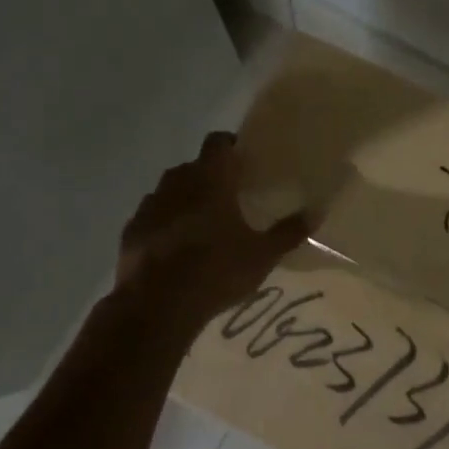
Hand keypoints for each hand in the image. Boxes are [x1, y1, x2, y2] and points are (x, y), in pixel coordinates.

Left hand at [115, 132, 308, 335]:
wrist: (154, 306)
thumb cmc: (215, 271)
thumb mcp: (261, 256)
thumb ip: (288, 232)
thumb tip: (316, 211)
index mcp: (210, 179)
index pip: (218, 142)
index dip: (231, 146)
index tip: (244, 162)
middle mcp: (177, 181)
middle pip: (194, 166)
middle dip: (210, 177)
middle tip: (229, 199)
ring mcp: (150, 204)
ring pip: (170, 191)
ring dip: (184, 200)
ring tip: (201, 226)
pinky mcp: (131, 229)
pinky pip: (152, 217)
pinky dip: (163, 224)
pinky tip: (174, 248)